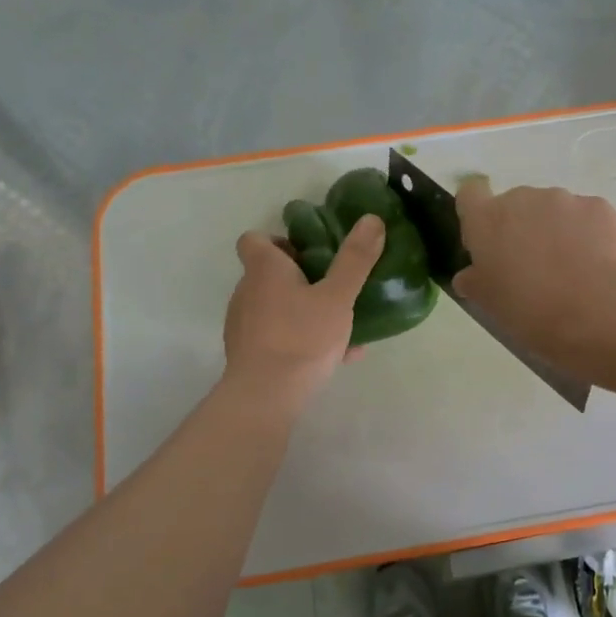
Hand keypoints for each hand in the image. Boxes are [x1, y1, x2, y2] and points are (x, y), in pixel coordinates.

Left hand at [224, 216, 384, 407]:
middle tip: (332, 286)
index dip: (277, 241)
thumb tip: (372, 219)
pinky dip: (302, 339)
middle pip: (268, 274)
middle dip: (299, 277)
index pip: (253, 240)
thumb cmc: (302, 337)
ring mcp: (244, 325)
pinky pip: (278, 336)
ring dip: (303, 310)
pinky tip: (338, 356)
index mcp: (264, 270)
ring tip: (340, 325)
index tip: (307, 253)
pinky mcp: (248, 354)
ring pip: (276, 307)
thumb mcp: (338, 297)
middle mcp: (247, 292)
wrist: (266, 396)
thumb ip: (355, 259)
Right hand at [452, 180, 615, 364]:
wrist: (596, 311)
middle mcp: (522, 198)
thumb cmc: (530, 310)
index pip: (470, 194)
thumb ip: (474, 281)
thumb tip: (470, 275)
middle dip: (521, 228)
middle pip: (514, 204)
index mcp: (486, 219)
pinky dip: (587, 234)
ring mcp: (563, 199)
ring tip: (570, 269)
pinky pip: (585, 216)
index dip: (477, 214)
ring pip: (552, 210)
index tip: (487, 241)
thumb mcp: (489, 304)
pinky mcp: (599, 206)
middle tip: (532, 268)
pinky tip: (594, 265)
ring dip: (555, 230)